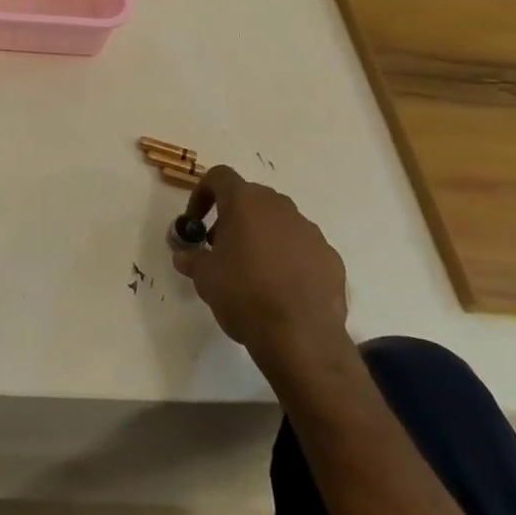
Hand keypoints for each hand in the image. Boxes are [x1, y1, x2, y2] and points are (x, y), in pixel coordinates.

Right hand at [172, 165, 353, 388]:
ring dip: (262, 237)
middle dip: (233, 218)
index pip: (219, 177)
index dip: (202, 194)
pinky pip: (302, 248)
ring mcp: (309, 230)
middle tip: (221, 249)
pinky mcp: (330, 257)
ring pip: (279, 222)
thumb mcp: (204, 278)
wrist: (301, 337)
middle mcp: (279, 206)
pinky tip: (282, 289)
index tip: (196, 222)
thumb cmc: (244, 295)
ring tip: (253, 272)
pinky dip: (289, 259)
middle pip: (251, 199)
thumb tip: (184, 256)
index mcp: (245, 202)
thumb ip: (192, 259)